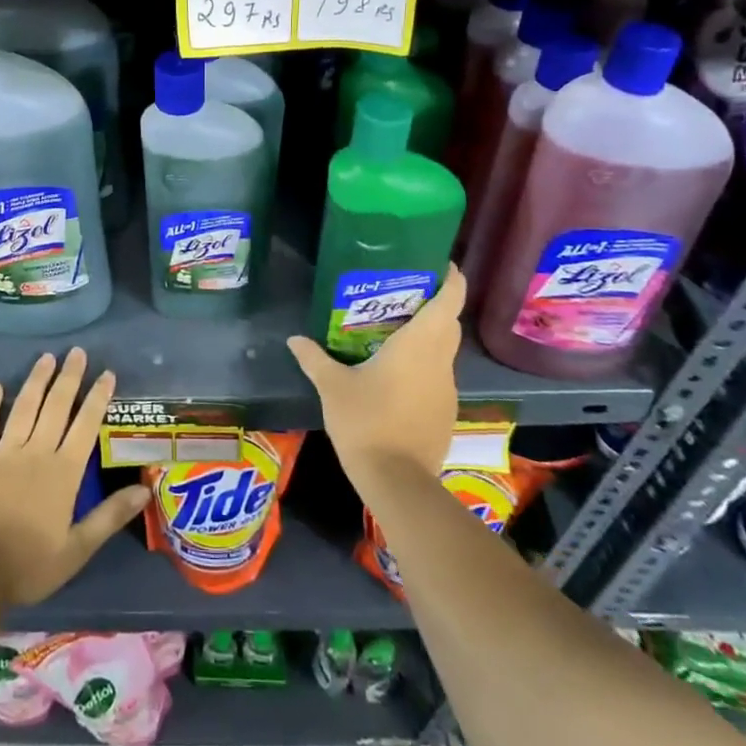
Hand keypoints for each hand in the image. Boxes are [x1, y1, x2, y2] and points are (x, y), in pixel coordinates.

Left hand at [0, 349, 149, 606]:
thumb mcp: (77, 549)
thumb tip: (145, 490)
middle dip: (69, 377)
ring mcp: (4, 452)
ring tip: (47, 357)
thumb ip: (110, 516)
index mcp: (64, 472)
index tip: (107, 374)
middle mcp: (36, 452)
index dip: (98, 398)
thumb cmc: (28, 565)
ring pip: (24, 407)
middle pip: (56, 406)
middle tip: (77, 352)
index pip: (86, 425)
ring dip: (37, 380)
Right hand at [288, 266, 464, 491]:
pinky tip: (396, 373)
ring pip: (443, 350)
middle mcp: (440, 361)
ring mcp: (446, 388)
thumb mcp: (332, 386)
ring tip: (394, 330)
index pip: (449, 300)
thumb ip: (314, 358)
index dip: (451, 278)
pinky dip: (423, 364)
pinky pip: (437, 375)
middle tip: (403, 293)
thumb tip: (293, 339)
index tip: (439, 263)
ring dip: (428, 336)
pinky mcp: (445, 411)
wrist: (397, 481)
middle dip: (434, 304)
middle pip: (449, 322)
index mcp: (419, 344)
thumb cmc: (366, 421)